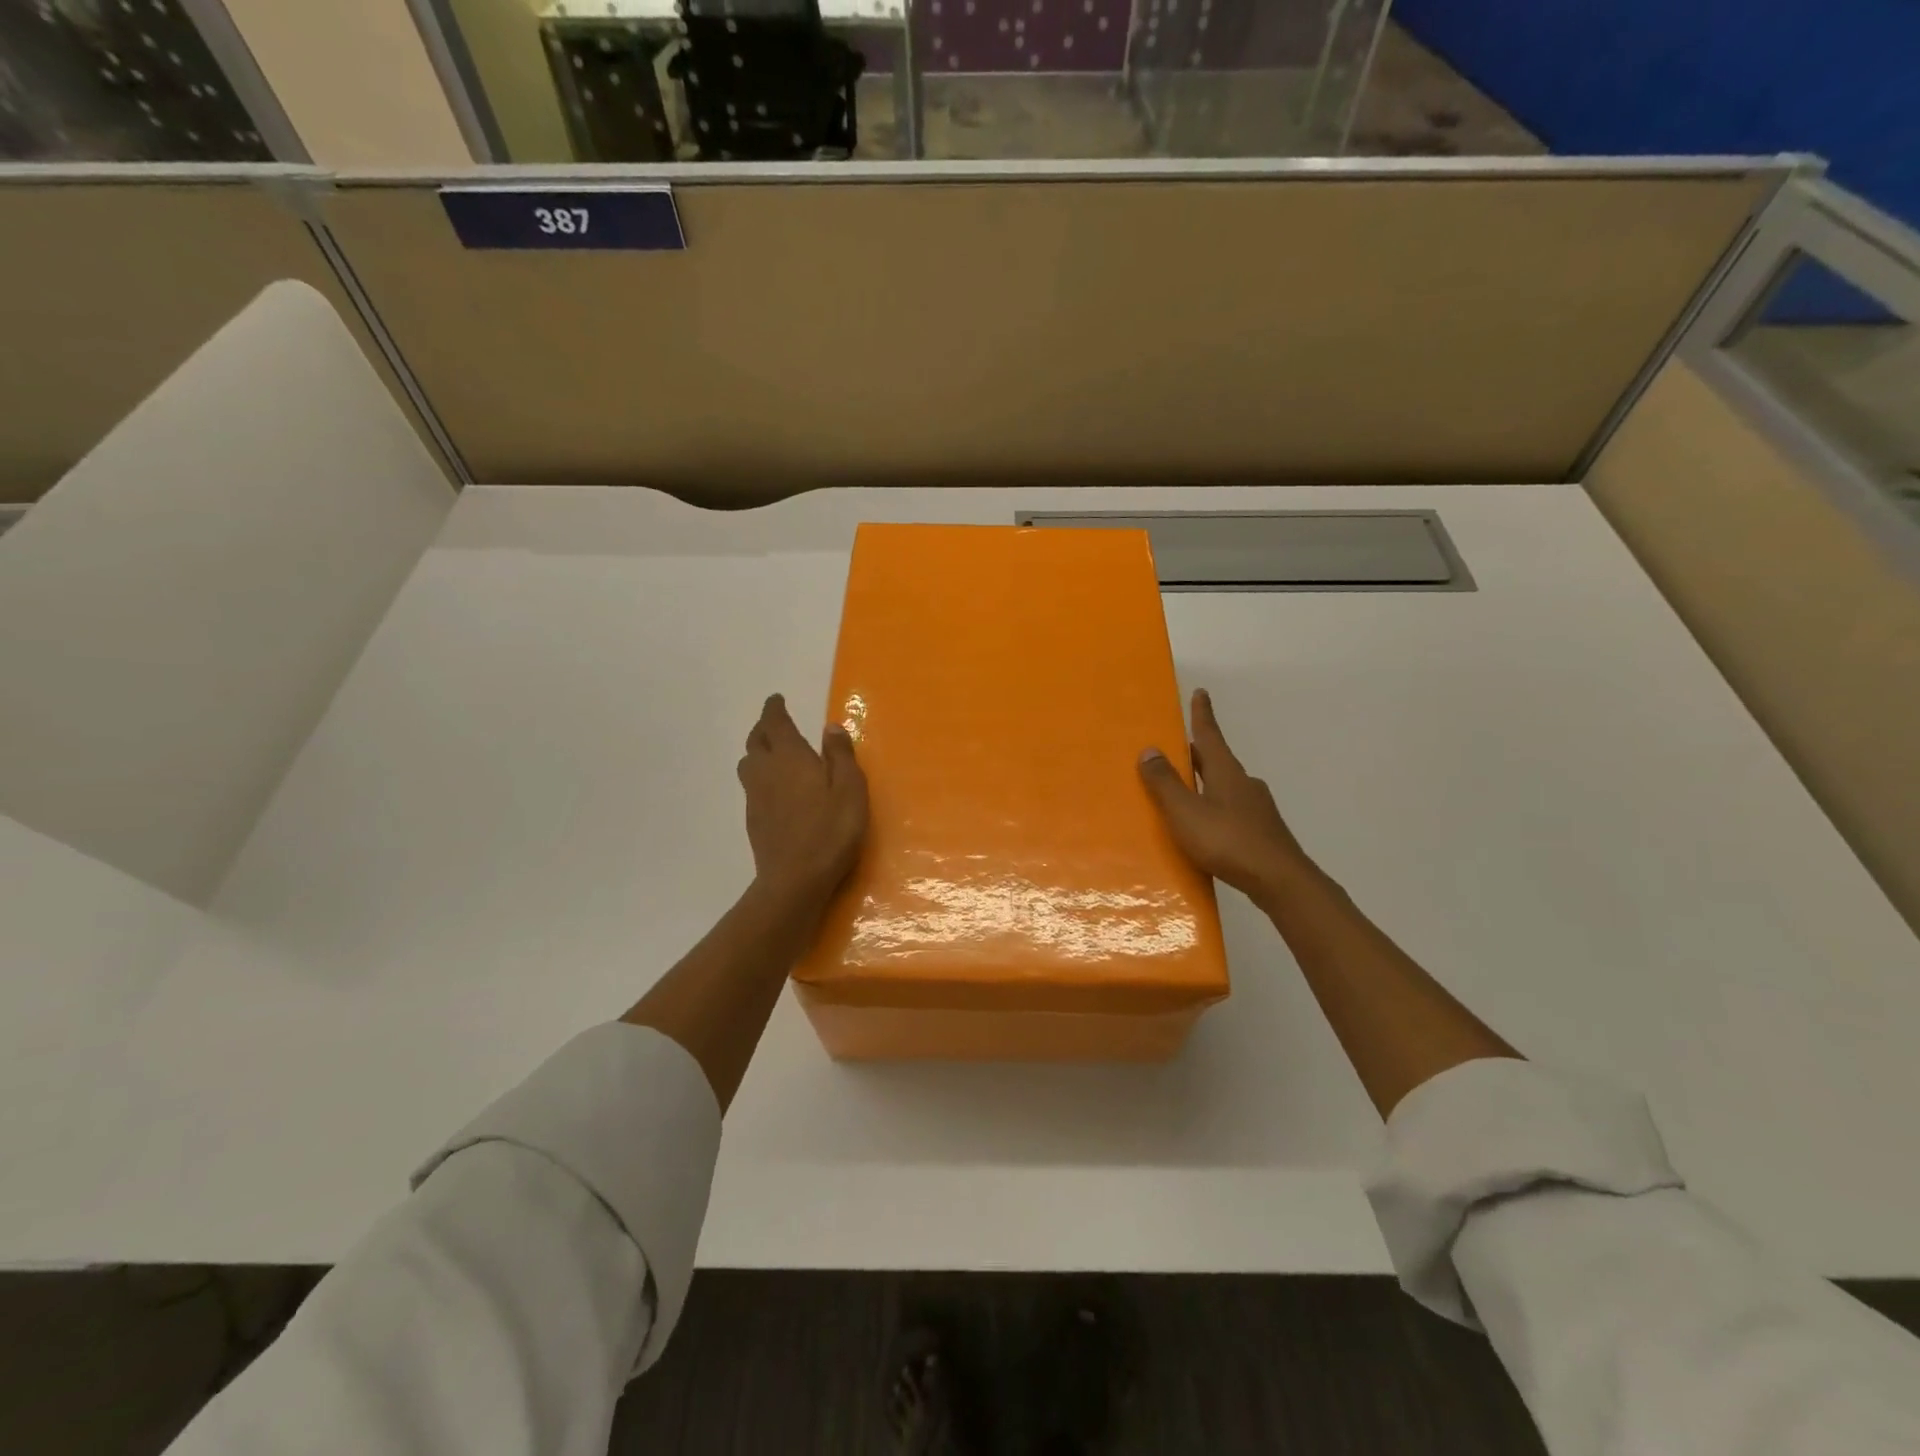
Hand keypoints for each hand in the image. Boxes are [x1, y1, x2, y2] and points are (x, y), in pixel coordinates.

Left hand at [737, 693, 867, 908]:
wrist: (795, 880)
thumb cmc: (830, 831)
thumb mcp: (850, 789)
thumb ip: (840, 755)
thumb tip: (830, 727)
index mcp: (790, 757)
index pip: (775, 723)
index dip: (774, 709)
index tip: (777, 699)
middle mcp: (766, 771)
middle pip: (756, 741)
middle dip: (764, 728)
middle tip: (775, 723)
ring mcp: (755, 797)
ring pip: (749, 764)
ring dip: (758, 752)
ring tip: (772, 754)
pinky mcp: (754, 820)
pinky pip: (752, 787)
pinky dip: (760, 778)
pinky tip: (775, 791)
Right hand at [1138, 689, 1316, 904]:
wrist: (1280, 881)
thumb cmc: (1228, 841)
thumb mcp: (1186, 812)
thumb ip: (1165, 783)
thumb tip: (1150, 749)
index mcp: (1226, 772)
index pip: (1209, 735)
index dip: (1202, 714)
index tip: (1201, 692)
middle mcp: (1244, 783)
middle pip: (1216, 761)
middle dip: (1197, 752)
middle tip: (1177, 747)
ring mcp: (1256, 808)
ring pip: (1225, 786)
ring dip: (1205, 782)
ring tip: (1184, 791)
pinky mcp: (1261, 832)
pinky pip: (1230, 810)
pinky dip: (1214, 808)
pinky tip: (1206, 827)